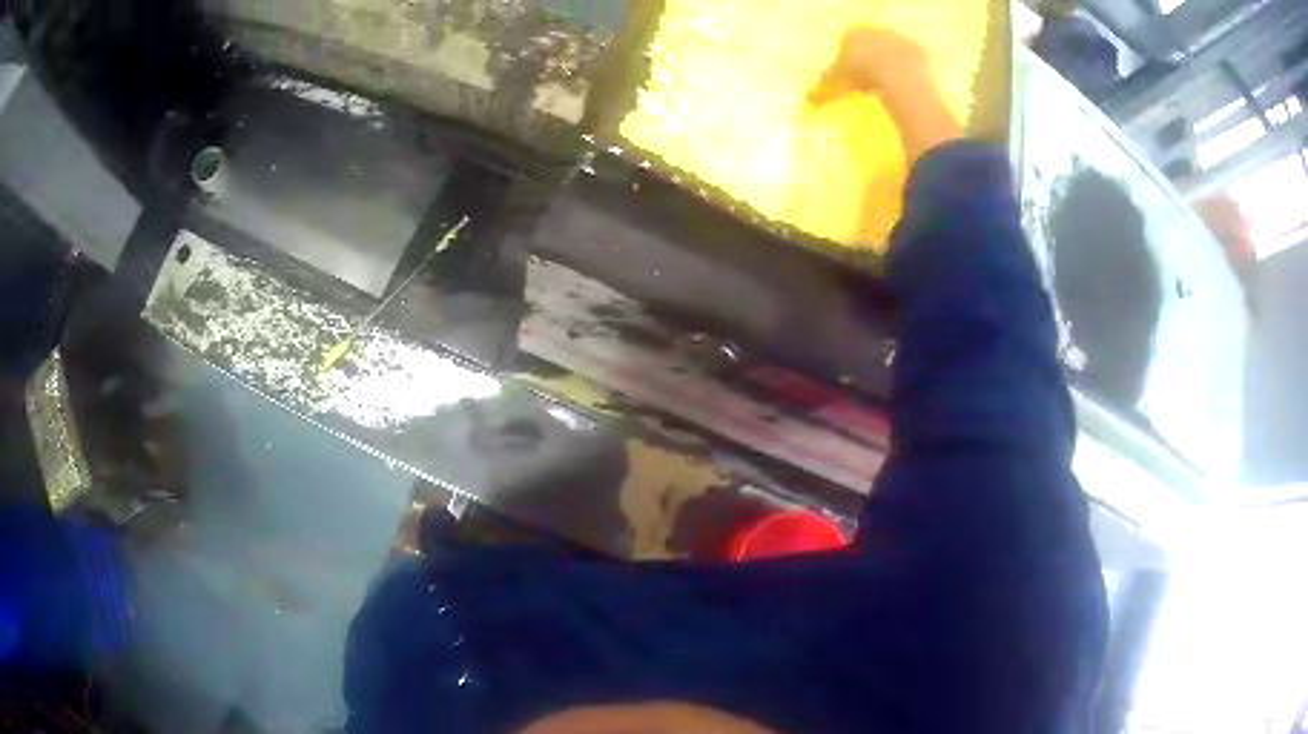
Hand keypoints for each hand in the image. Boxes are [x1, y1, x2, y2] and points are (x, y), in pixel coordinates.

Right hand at [808, 29, 931, 105]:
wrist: (898, 75)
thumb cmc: (861, 74)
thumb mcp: (836, 83)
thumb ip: (822, 89)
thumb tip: (808, 100)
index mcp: (853, 34)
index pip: (847, 44)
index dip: (849, 62)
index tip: (852, 78)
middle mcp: (875, 31)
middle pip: (871, 46)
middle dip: (870, 62)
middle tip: (870, 84)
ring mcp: (899, 38)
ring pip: (892, 52)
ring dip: (890, 66)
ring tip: (889, 87)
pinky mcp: (919, 50)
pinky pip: (913, 62)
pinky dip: (910, 72)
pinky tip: (908, 86)